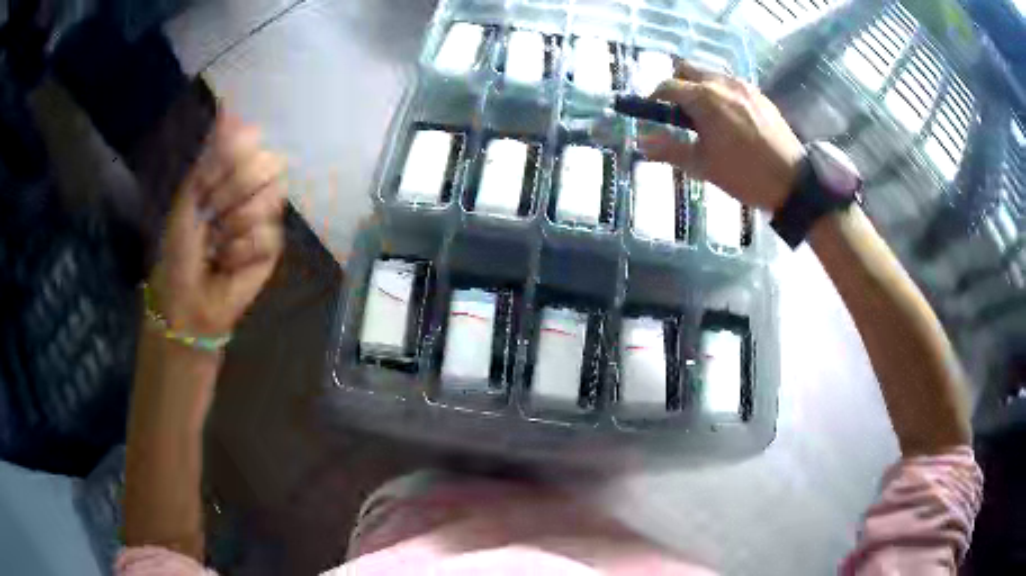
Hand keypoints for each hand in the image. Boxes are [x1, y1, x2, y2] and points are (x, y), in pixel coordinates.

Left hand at [149, 112, 286, 336]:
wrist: (188, 296)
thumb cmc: (181, 246)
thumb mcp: (189, 195)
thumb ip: (212, 155)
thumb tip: (229, 108)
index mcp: (230, 170)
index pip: (254, 141)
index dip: (233, 159)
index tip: (209, 181)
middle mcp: (253, 187)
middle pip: (271, 165)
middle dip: (234, 192)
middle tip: (212, 213)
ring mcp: (266, 216)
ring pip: (271, 199)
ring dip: (235, 224)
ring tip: (219, 243)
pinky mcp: (274, 246)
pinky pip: (267, 235)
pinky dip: (241, 250)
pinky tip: (228, 262)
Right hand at [641, 62, 805, 211]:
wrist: (793, 182)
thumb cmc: (745, 175)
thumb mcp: (703, 165)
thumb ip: (669, 149)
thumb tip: (640, 144)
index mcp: (704, 98)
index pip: (667, 86)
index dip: (654, 98)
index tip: (652, 113)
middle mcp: (722, 83)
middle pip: (687, 70)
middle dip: (676, 86)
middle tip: (678, 113)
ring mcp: (744, 86)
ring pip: (710, 75)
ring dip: (699, 88)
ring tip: (705, 118)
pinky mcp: (759, 94)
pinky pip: (731, 84)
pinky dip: (720, 93)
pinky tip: (728, 119)